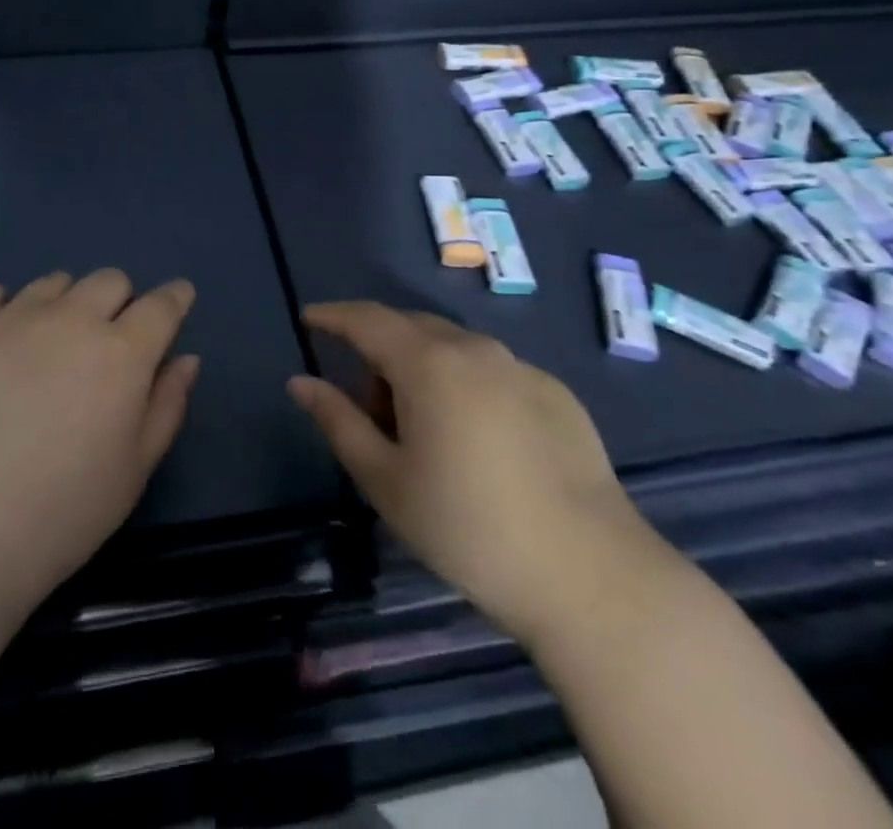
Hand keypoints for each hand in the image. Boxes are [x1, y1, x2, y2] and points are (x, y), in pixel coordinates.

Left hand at [0, 270, 200, 605]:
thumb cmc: (63, 512)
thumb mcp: (135, 469)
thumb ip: (167, 405)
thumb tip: (186, 358)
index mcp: (122, 352)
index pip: (162, 304)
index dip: (175, 298)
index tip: (177, 300)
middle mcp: (72, 319)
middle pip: (109, 280)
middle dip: (119, 302)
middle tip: (107, 341)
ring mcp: (14, 317)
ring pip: (55, 282)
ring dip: (65, 303)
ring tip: (49, 347)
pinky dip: (5, 307)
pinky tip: (1, 342)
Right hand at [289, 302, 674, 645]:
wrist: (591, 577)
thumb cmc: (469, 530)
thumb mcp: (386, 482)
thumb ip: (338, 421)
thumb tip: (300, 382)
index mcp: (428, 364)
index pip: (367, 319)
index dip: (333, 315)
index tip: (310, 318)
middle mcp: (475, 349)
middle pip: (410, 328)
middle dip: (379, 351)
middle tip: (371, 409)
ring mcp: (521, 368)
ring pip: (453, 346)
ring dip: (423, 367)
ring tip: (426, 431)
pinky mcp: (556, 393)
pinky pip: (492, 370)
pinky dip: (466, 384)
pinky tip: (479, 442)